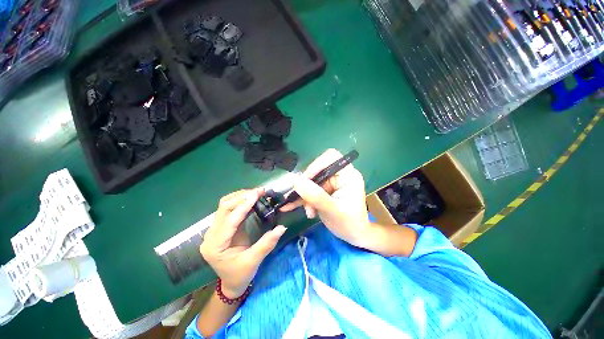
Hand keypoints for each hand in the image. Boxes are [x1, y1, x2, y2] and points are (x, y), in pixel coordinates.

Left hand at [200, 188, 286, 297]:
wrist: (231, 282)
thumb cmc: (240, 274)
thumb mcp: (254, 261)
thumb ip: (267, 244)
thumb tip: (282, 227)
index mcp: (216, 246)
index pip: (229, 220)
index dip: (244, 206)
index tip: (257, 194)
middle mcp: (211, 235)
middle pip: (223, 208)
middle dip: (242, 197)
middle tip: (260, 191)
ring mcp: (214, 230)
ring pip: (224, 206)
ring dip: (240, 196)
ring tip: (256, 193)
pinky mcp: (221, 227)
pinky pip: (229, 209)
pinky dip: (240, 201)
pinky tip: (251, 199)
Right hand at [281, 149, 372, 248]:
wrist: (354, 236)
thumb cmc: (350, 224)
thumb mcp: (332, 211)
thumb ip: (316, 196)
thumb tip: (296, 182)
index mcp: (348, 175)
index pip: (331, 157)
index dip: (316, 165)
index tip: (303, 181)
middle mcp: (340, 175)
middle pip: (317, 170)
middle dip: (307, 187)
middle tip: (302, 201)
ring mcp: (332, 182)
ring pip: (311, 181)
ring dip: (305, 196)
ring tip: (308, 212)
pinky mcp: (325, 189)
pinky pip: (310, 189)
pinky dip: (303, 198)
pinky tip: (294, 207)